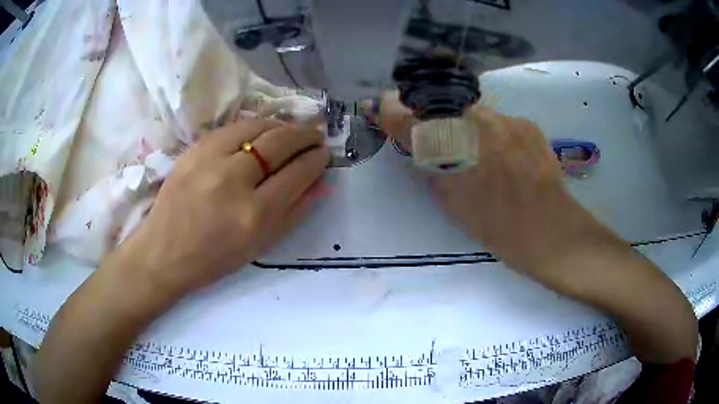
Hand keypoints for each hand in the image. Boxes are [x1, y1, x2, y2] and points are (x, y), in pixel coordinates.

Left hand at [125, 119, 328, 296]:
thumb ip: (295, 212)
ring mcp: (210, 160)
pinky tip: (262, 132)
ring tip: (291, 132)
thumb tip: (322, 182)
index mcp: (254, 215)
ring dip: (282, 126)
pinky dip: (255, 126)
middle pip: (280, 143)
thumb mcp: (260, 245)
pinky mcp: (194, 149)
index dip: (316, 159)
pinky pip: (234, 128)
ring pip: (258, 127)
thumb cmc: (215, 258)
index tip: (324, 154)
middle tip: (315, 136)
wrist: (164, 251)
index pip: (297, 173)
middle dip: (305, 135)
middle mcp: (233, 181)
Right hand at [370, 92, 609, 274]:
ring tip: (481, 154)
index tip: (381, 105)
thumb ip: (430, 168)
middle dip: (434, 118)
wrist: (550, 230)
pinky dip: (495, 134)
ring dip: (467, 127)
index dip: (393, 112)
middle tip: (439, 139)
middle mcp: (475, 122)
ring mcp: (504, 119)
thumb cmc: (496, 226)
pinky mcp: (526, 122)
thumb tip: (418, 147)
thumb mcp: (452, 203)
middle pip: (443, 107)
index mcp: (451, 150)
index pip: (411, 120)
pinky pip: (500, 121)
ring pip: (473, 113)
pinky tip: (506, 157)